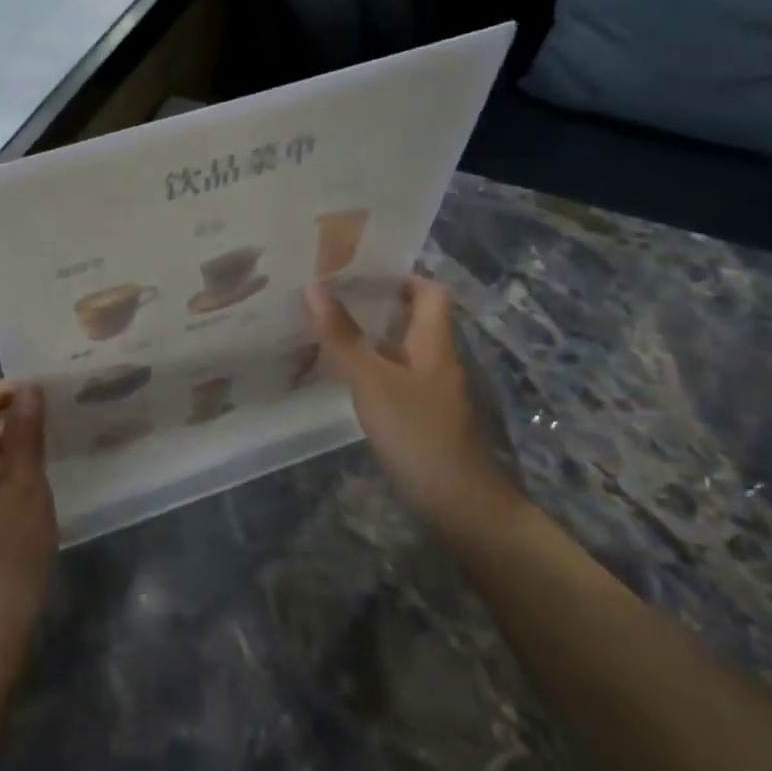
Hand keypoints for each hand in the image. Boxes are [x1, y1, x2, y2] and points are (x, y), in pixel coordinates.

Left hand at [0, 383, 57, 704]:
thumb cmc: (5, 566)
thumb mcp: (26, 495)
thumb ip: (25, 438)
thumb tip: (27, 390)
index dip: (5, 392)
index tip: (44, 397)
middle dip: (6, 424)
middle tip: (50, 430)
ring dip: (2, 456)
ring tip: (42, 465)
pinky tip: (21, 504)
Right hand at [306, 277, 525, 545]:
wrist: (457, 501)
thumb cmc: (418, 432)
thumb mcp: (373, 381)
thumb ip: (342, 337)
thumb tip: (314, 286)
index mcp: (433, 342)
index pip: (430, 292)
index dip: (401, 275)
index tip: (359, 269)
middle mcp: (435, 360)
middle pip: (411, 318)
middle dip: (373, 303)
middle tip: (328, 294)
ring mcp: (428, 390)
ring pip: (397, 349)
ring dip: (366, 336)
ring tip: (324, 325)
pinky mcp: (418, 415)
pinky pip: (391, 377)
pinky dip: (367, 367)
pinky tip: (339, 373)